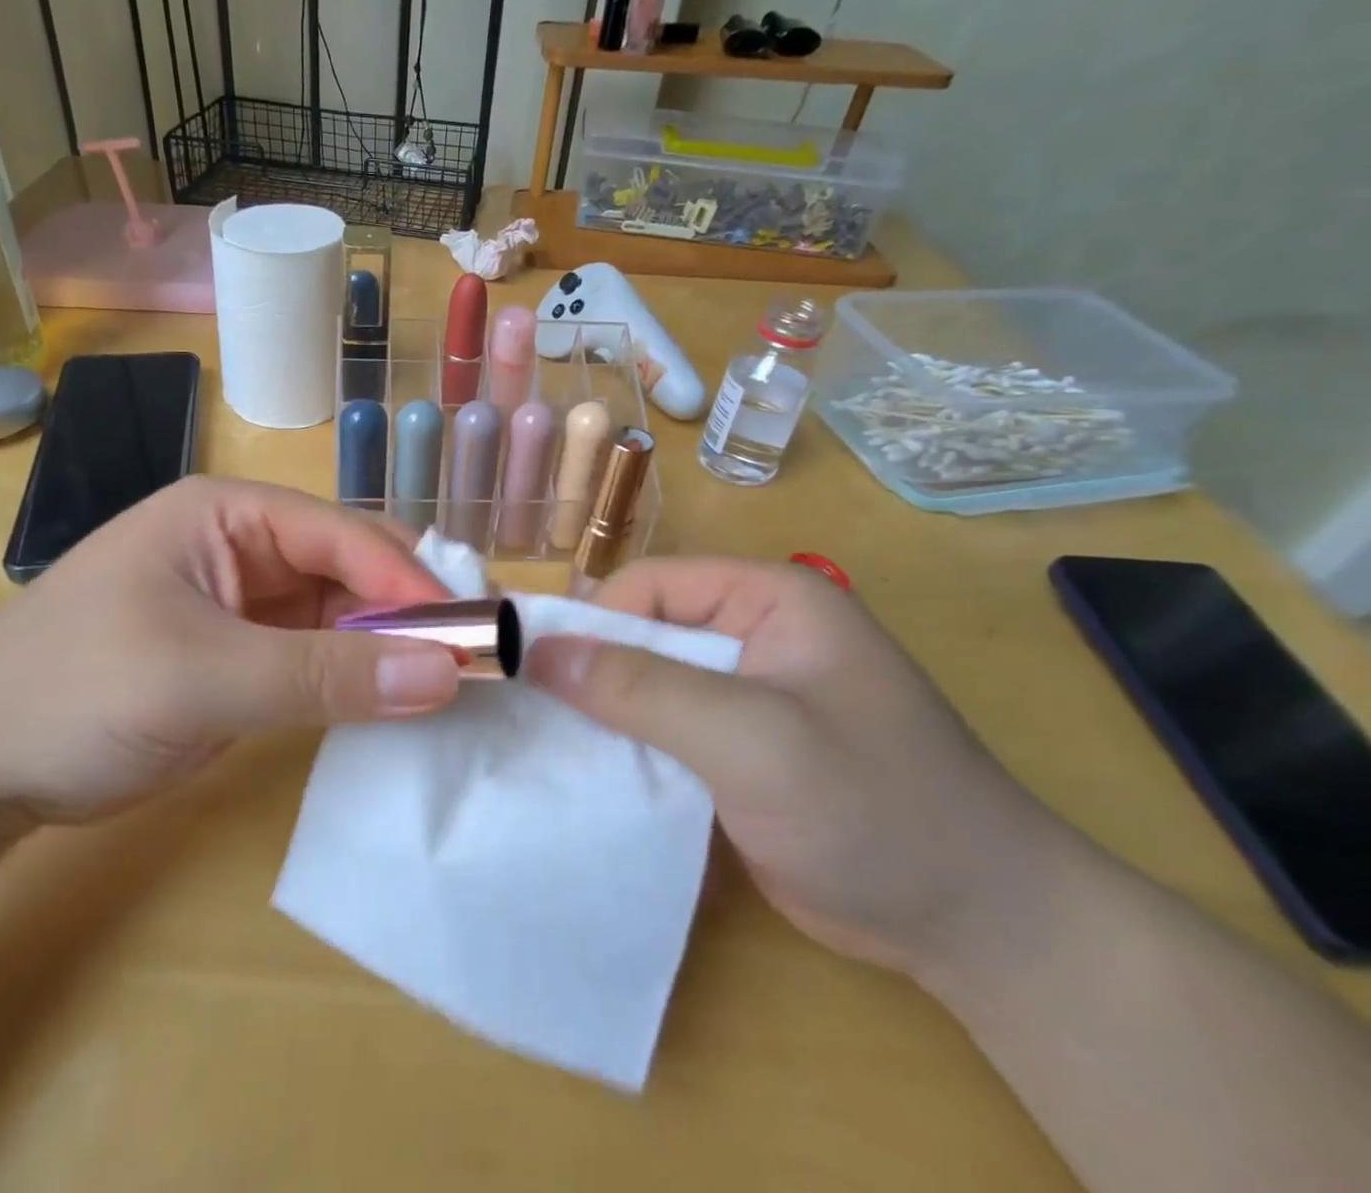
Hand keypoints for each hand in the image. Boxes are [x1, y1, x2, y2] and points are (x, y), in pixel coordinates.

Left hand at [0, 478, 462, 836]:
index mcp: (229, 514)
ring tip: (453, 682)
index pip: (342, 534)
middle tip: (476, 657)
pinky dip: (359, 677)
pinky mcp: (245, 655)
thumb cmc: (73, 691)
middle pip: (350, 568)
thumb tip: (443, 674)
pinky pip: (320, 656)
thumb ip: (323, 676)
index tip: (471, 630)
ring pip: (342, 614)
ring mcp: (246, 603)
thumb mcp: (200, 677)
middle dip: (409, 610)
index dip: (409, 580)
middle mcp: (246, 546)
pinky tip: (399, 699)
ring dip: (390, 645)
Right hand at [528, 558, 1060, 972]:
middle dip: (592, 673)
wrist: (977, 928)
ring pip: (646, 685)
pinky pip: (663, 732)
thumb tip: (536, 650)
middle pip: (643, 633)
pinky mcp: (737, 749)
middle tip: (537, 719)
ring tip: (553, 751)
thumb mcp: (751, 738)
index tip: (539, 676)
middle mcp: (752, 633)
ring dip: (605, 716)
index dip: (592, 622)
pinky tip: (594, 780)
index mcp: (767, 598)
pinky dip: (629, 751)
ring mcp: (745, 695)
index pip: (649, 586)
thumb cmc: (872, 807)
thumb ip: (642, 689)